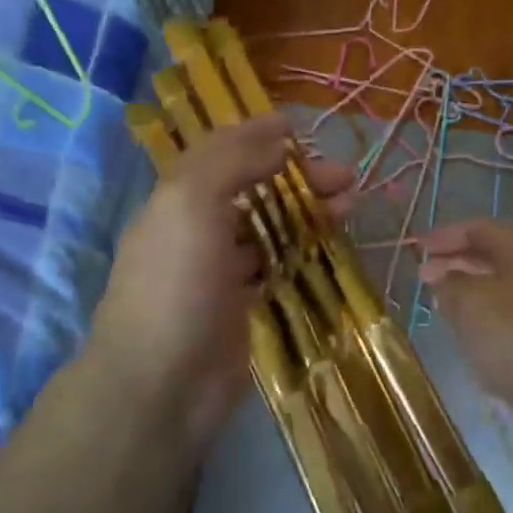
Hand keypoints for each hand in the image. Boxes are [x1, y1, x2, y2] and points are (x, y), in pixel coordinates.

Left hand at [89, 115, 352, 445]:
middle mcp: (196, 228)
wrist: (161, 386)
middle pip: (253, 188)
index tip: (299, 126)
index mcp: (177, 198)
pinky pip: (276, 265)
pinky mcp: (240, 306)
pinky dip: (302, 250)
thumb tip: (276, 137)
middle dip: (297, 176)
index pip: (220, 152)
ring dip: (308, 210)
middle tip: (345, 176)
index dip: (256, 134)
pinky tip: (329, 246)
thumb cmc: (175, 284)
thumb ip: (231, 161)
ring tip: (351, 206)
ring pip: (269, 226)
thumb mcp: (190, 202)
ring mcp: (218, 270)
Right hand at [419, 219, 512, 430]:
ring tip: (443, 311)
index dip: (447, 234)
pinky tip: (476, 348)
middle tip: (425, 279)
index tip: (417, 246)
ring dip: (472, 298)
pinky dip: (490, 327)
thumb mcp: (473, 306)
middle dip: (457, 264)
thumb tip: (444, 279)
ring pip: (505, 294)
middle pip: (495, 260)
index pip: (482, 228)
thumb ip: (452, 286)